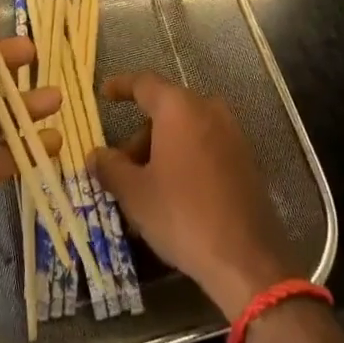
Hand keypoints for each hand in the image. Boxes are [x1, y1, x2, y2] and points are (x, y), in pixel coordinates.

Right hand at [89, 72, 294, 317]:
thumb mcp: (135, 193)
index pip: (144, 84)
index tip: (104, 93)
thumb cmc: (183, 214)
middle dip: (139, 137)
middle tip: (120, 168)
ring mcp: (231, 133)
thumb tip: (96, 155)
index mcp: (179, 107)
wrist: (247, 258)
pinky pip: (204, 147)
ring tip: (143, 191)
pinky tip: (172, 196)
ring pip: (185, 131)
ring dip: (161, 152)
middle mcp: (208, 109)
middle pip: (165, 111)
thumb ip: (111, 168)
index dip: (121, 86)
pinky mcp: (245, 158)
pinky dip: (184, 160)